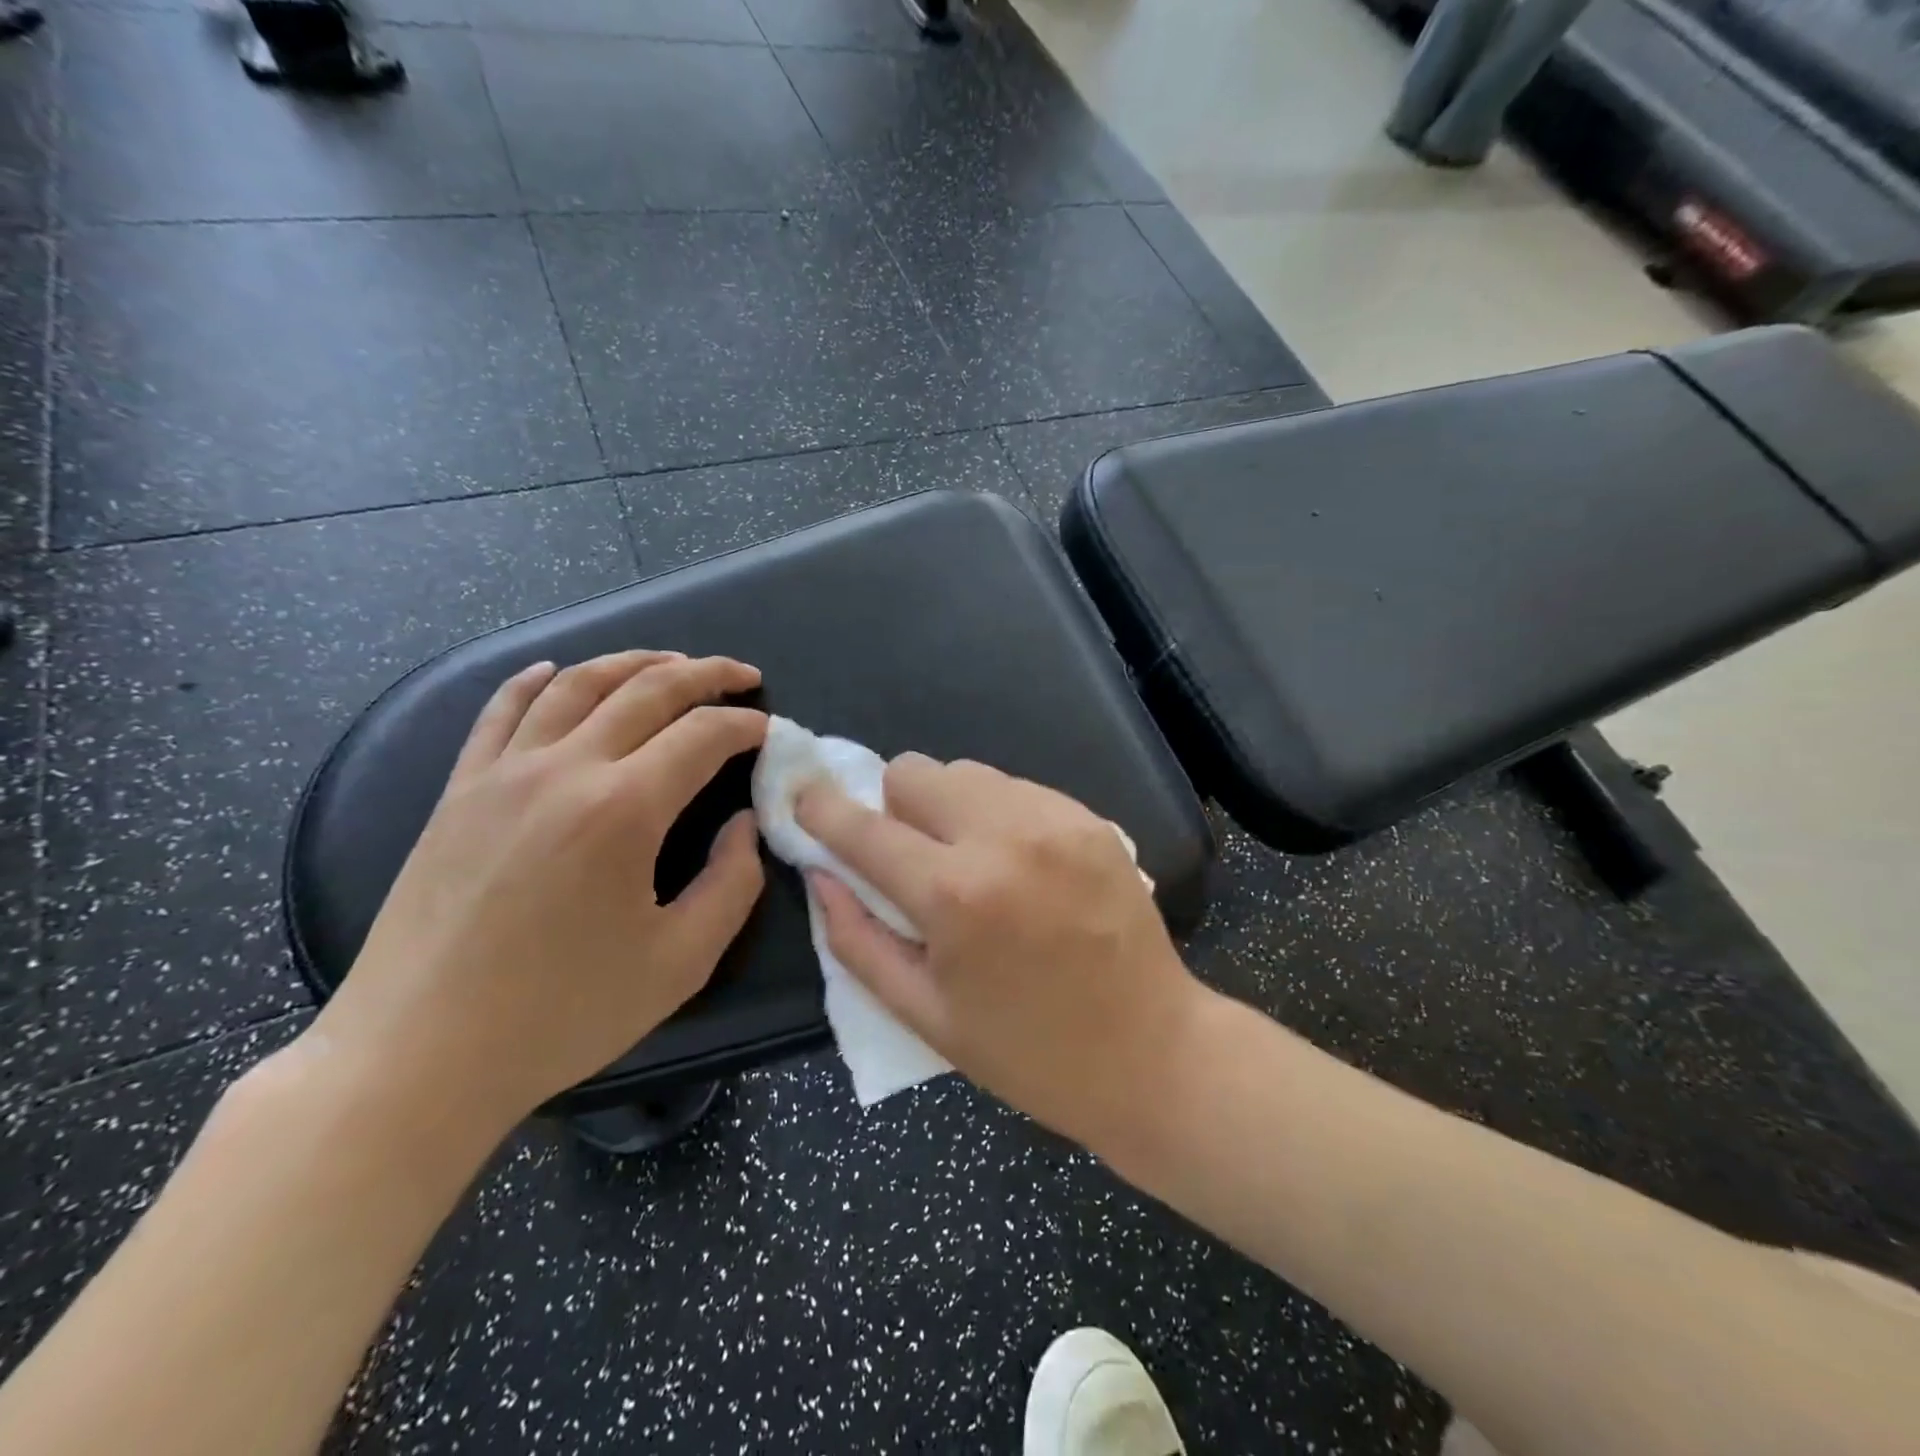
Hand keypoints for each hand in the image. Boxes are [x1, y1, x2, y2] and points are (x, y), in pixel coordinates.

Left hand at [301, 651, 767, 1136]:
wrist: (419, 1055)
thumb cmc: (562, 1014)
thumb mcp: (681, 961)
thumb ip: (733, 883)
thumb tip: (742, 824)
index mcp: (624, 809)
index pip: (703, 735)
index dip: (747, 724)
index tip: (771, 730)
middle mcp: (564, 770)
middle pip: (647, 690)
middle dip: (706, 674)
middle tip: (743, 674)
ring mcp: (502, 773)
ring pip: (577, 684)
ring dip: (634, 662)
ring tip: (672, 662)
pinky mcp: (459, 791)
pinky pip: (500, 711)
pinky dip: (536, 680)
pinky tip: (556, 670)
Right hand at [795, 754, 1203, 1151]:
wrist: (1151, 1051)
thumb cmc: (1027, 1052)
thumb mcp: (923, 1014)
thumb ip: (857, 939)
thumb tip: (821, 874)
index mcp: (953, 895)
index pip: (864, 827)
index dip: (822, 808)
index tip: (805, 798)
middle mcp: (1003, 836)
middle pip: (915, 770)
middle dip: (895, 807)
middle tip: (912, 857)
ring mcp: (1054, 819)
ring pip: (966, 772)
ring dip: (948, 807)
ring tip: (971, 861)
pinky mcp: (1089, 818)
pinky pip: (1016, 788)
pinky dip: (997, 814)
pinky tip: (1019, 865)